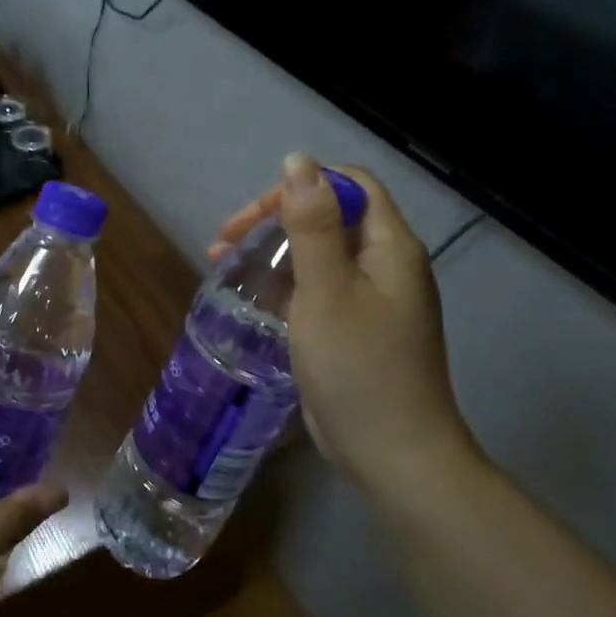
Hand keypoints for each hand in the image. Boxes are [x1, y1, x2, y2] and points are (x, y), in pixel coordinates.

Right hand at [212, 155, 483, 502]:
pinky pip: (317, 287)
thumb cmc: (359, 366)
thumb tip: (298, 160)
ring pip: (318, 252)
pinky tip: (251, 297)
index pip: (348, 185)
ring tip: (221, 264)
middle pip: (330, 215)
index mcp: (390, 246)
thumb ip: (312, 224)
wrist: (394, 455)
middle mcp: (385, 264)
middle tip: (224, 242)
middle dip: (273, 219)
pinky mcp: (356, 328)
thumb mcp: (326, 289)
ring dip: (272, 250)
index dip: (299, 187)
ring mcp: (372, 299)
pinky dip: (283, 283)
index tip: (253, 218)